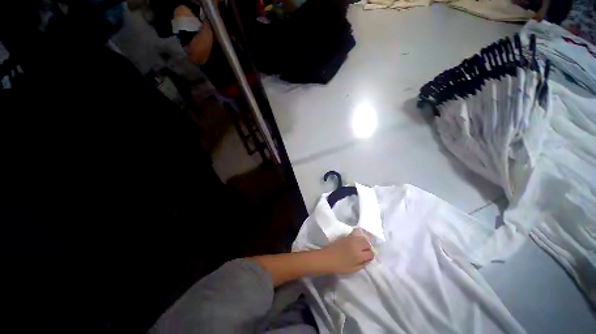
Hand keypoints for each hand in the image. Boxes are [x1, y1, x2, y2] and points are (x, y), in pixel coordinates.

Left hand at [320, 228, 373, 273]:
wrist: (327, 258)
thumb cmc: (340, 266)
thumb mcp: (353, 269)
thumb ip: (363, 264)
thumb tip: (368, 259)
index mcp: (359, 255)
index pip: (371, 253)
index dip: (370, 256)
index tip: (367, 258)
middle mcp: (357, 245)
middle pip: (367, 243)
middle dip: (368, 248)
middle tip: (364, 252)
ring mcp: (351, 239)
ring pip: (362, 237)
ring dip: (363, 241)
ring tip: (361, 246)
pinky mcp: (346, 236)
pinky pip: (355, 233)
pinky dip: (358, 235)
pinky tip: (356, 239)